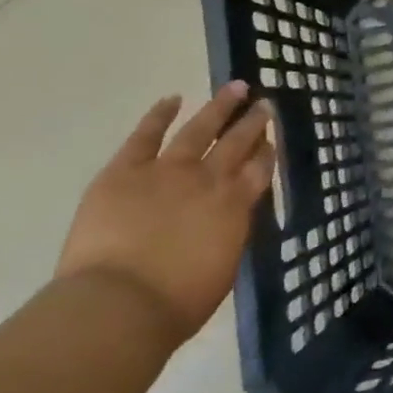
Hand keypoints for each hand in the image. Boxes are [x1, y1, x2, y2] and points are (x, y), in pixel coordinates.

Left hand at [56, 84, 274, 340]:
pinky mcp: (125, 172)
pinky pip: (145, 136)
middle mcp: (208, 180)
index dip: (267, 153)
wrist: (120, 305)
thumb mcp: (222, 267)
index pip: (260, 170)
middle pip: (237, 143)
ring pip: (199, 129)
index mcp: (235, 206)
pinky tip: (172, 98)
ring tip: (236, 87)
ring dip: (219, 107)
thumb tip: (228, 220)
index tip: (272, 139)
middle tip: (265, 105)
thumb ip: (228, 234)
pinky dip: (159, 115)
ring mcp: (167, 171)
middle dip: (252, 123)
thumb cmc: (177, 302)